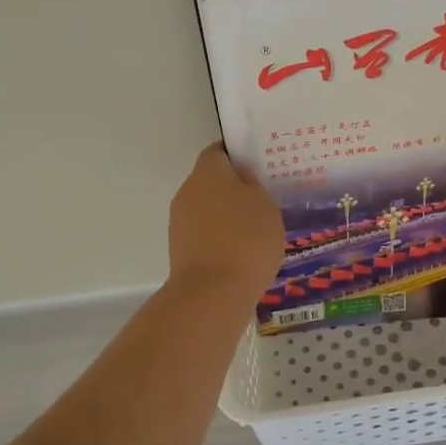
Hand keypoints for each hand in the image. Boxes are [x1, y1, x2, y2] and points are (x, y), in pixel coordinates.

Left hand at [167, 143, 284, 300]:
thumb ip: (253, 186)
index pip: (219, 151)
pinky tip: (241, 252)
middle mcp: (187, 191)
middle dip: (233, 188)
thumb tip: (242, 178)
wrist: (213, 293)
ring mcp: (179, 222)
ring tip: (254, 231)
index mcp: (208, 172)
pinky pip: (203, 234)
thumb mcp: (265, 205)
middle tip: (261, 200)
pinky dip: (219, 238)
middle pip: (210, 181)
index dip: (237, 156)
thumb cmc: (246, 239)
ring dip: (225, 215)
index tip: (258, 167)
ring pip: (206, 209)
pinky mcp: (179, 250)